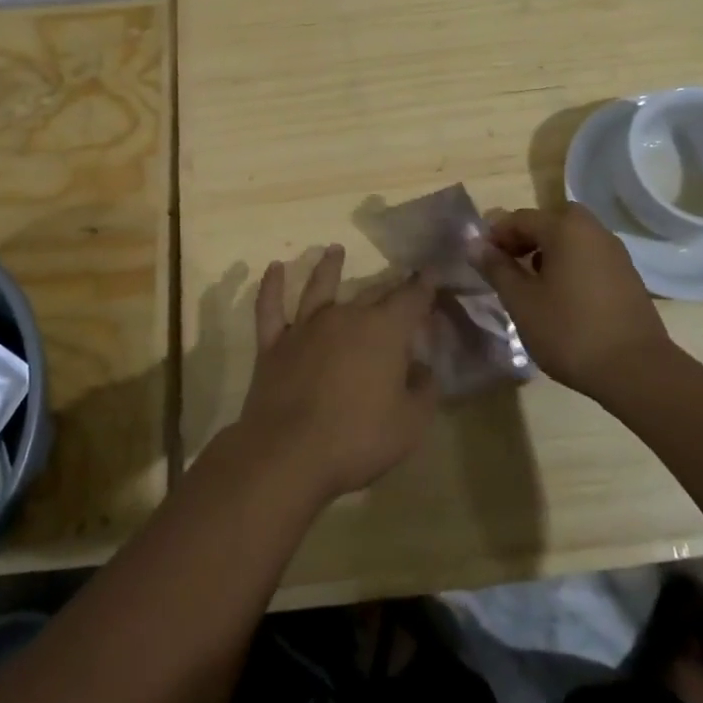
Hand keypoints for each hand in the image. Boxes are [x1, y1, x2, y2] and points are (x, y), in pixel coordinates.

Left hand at [237, 245, 438, 503]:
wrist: (289, 453)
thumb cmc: (358, 439)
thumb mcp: (410, 424)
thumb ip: (424, 390)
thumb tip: (423, 368)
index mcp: (383, 331)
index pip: (411, 299)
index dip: (424, 286)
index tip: (431, 273)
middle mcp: (345, 317)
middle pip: (371, 292)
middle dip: (389, 285)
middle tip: (399, 279)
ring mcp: (305, 327)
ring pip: (319, 287)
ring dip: (329, 266)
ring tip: (334, 249)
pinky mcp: (273, 344)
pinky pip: (270, 307)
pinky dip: (271, 286)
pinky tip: (273, 268)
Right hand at [472, 205, 675, 398]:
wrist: (637, 371)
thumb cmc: (570, 331)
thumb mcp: (521, 301)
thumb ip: (496, 268)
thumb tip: (475, 244)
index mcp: (565, 228)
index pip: (521, 219)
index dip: (496, 236)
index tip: (481, 260)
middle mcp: (593, 230)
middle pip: (550, 222)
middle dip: (525, 238)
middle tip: (508, 266)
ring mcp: (615, 252)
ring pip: (572, 239)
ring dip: (549, 252)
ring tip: (532, 285)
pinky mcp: (628, 276)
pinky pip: (589, 257)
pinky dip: (571, 265)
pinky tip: (562, 298)